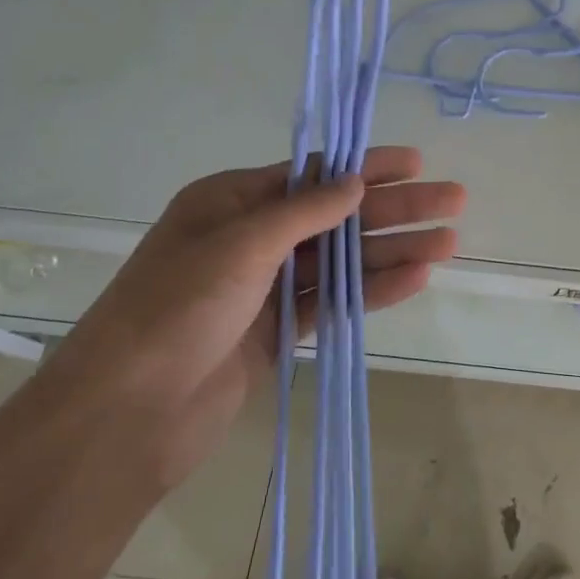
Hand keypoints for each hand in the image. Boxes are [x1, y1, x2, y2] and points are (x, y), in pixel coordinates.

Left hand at [44, 147, 463, 486]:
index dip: (368, 167)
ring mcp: (266, 288)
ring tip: (448, 243)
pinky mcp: (278, 333)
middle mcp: (251, 239)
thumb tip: (356, 182)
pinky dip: (373, 290)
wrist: (126, 414)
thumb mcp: (240, 244)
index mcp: (232, 203)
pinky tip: (415, 279)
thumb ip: (305, 211)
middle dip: (395, 208)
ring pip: (342, 261)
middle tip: (453, 202)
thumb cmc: (176, 308)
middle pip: (337, 216)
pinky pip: (333, 302)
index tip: (417, 163)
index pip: (314, 174)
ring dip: (393, 250)